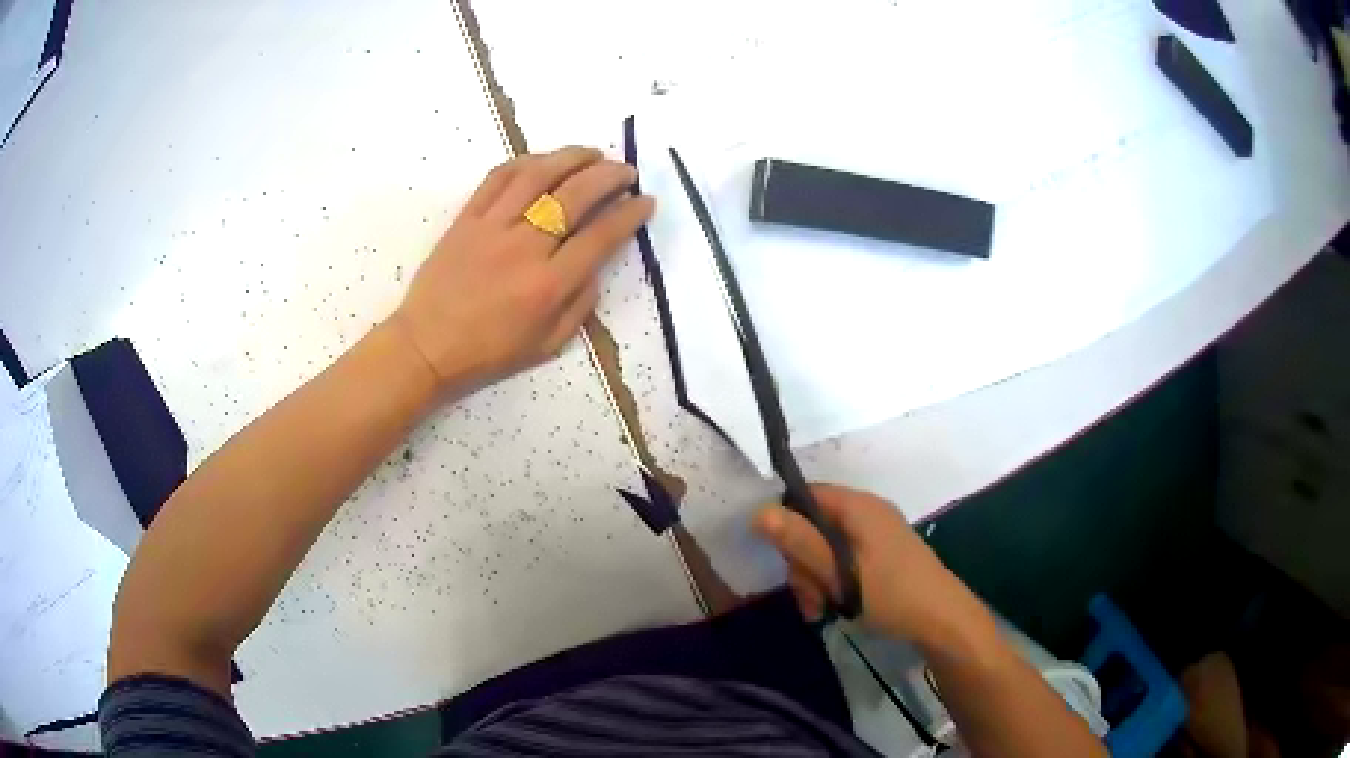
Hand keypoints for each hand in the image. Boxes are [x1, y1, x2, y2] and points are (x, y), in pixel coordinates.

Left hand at [391, 146, 653, 394]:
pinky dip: (526, 161)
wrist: (426, 346)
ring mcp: (492, 227)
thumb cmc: (488, 353)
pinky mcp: (467, 218)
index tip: (646, 202)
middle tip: (626, 171)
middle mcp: (524, 248)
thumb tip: (595, 264)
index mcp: (548, 285)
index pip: (601, 236)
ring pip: (538, 175)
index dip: (630, 214)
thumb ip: (580, 304)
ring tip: (592, 153)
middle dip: (610, 176)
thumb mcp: (548, 345)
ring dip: (571, 157)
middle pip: (575, 196)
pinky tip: (544, 160)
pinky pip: (498, 177)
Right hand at [754, 483, 988, 647]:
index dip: (784, 521)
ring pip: (825, 547)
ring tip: (818, 610)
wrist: (942, 620)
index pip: (805, 494)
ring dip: (814, 578)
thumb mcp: (839, 572)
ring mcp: (875, 534)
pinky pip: (843, 560)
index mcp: (857, 506)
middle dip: (801, 562)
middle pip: (813, 525)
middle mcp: (866, 512)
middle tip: (806, 596)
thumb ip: (800, 542)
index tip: (779, 558)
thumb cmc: (891, 593)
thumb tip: (758, 512)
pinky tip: (830, 608)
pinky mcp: (881, 555)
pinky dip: (832, 581)